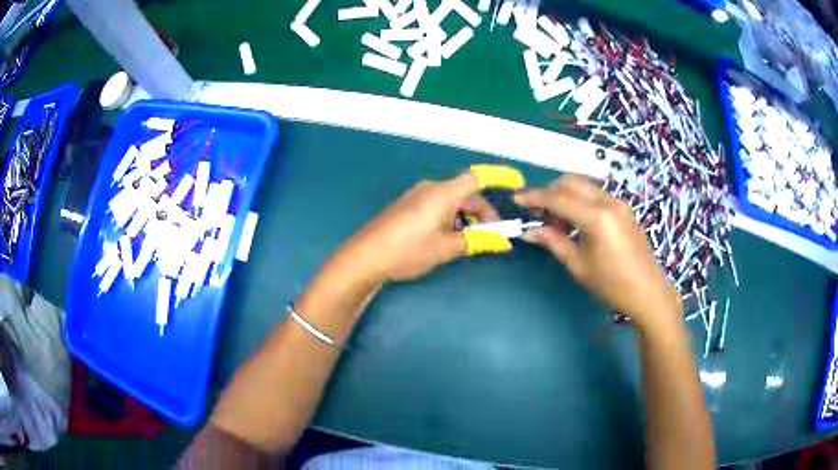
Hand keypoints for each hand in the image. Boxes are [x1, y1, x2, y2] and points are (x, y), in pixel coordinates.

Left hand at [340, 171, 503, 281]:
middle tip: (493, 235)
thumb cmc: (408, 251)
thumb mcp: (446, 248)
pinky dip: (451, 217)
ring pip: (452, 201)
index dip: (500, 176)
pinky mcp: (408, 205)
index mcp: (443, 193)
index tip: (517, 181)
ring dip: (467, 217)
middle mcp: (431, 188)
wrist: (364, 257)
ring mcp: (417, 195)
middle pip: (466, 193)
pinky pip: (438, 205)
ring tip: (470, 241)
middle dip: (483, 212)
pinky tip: (450, 237)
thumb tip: (502, 241)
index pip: (478, 177)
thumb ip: (476, 241)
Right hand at [515, 174, 680, 329]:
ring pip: (584, 185)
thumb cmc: (612, 284)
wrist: (648, 291)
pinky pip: (595, 195)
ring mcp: (619, 202)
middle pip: (571, 182)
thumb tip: (529, 231)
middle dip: (550, 192)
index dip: (535, 198)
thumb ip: (553, 242)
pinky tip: (576, 223)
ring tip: (557, 221)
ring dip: (565, 195)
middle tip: (538, 214)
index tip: (517, 199)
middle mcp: (608, 201)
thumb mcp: (578, 265)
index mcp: (597, 217)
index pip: (558, 198)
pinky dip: (580, 201)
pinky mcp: (624, 208)